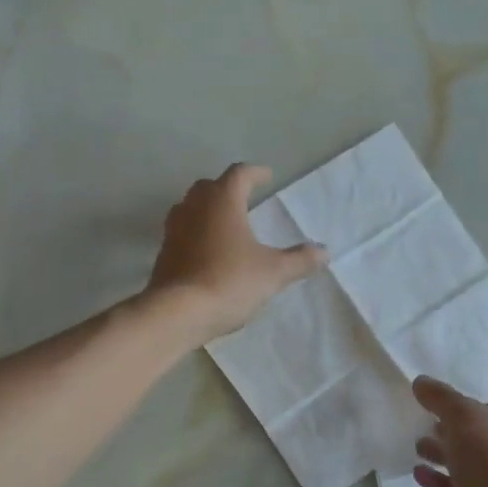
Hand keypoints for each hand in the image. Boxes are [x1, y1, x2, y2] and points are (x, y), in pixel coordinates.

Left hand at [148, 164, 328, 343]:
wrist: (177, 313)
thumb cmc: (229, 281)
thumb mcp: (273, 273)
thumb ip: (299, 260)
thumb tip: (324, 251)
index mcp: (222, 201)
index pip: (239, 174)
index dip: (255, 173)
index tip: (267, 176)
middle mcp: (194, 207)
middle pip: (209, 187)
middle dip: (227, 188)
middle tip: (244, 198)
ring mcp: (173, 229)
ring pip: (190, 208)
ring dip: (207, 210)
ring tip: (225, 223)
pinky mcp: (163, 253)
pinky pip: (182, 233)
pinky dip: (196, 234)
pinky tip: (208, 252)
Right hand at [412, 376, 487, 486]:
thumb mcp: (460, 414)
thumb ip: (440, 397)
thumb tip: (420, 382)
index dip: (471, 407)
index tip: (445, 409)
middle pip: (483, 436)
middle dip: (453, 432)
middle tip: (427, 427)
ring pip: (472, 463)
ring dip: (445, 455)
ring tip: (418, 448)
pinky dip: (442, 480)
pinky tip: (419, 474)